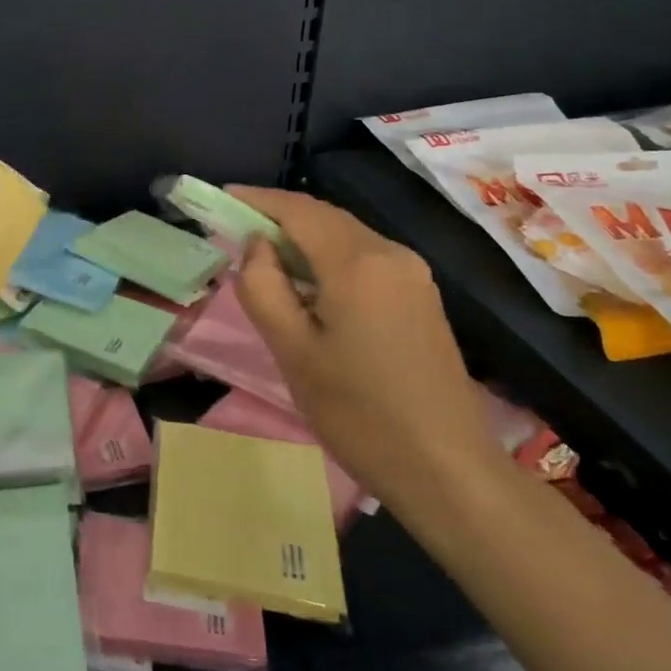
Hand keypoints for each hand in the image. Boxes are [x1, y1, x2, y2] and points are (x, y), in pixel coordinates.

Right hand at [227, 186, 498, 512]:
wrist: (449, 472)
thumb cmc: (359, 414)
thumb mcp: (292, 352)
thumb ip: (263, 286)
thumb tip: (258, 245)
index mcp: (357, 262)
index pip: (297, 209)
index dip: (257, 199)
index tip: (221, 198)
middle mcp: (390, 253)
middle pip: (324, 217)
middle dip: (278, 217)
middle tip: (236, 230)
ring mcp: (412, 273)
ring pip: (345, 235)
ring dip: (303, 237)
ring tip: (266, 258)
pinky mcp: (421, 294)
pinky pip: (365, 256)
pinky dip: (329, 256)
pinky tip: (310, 284)